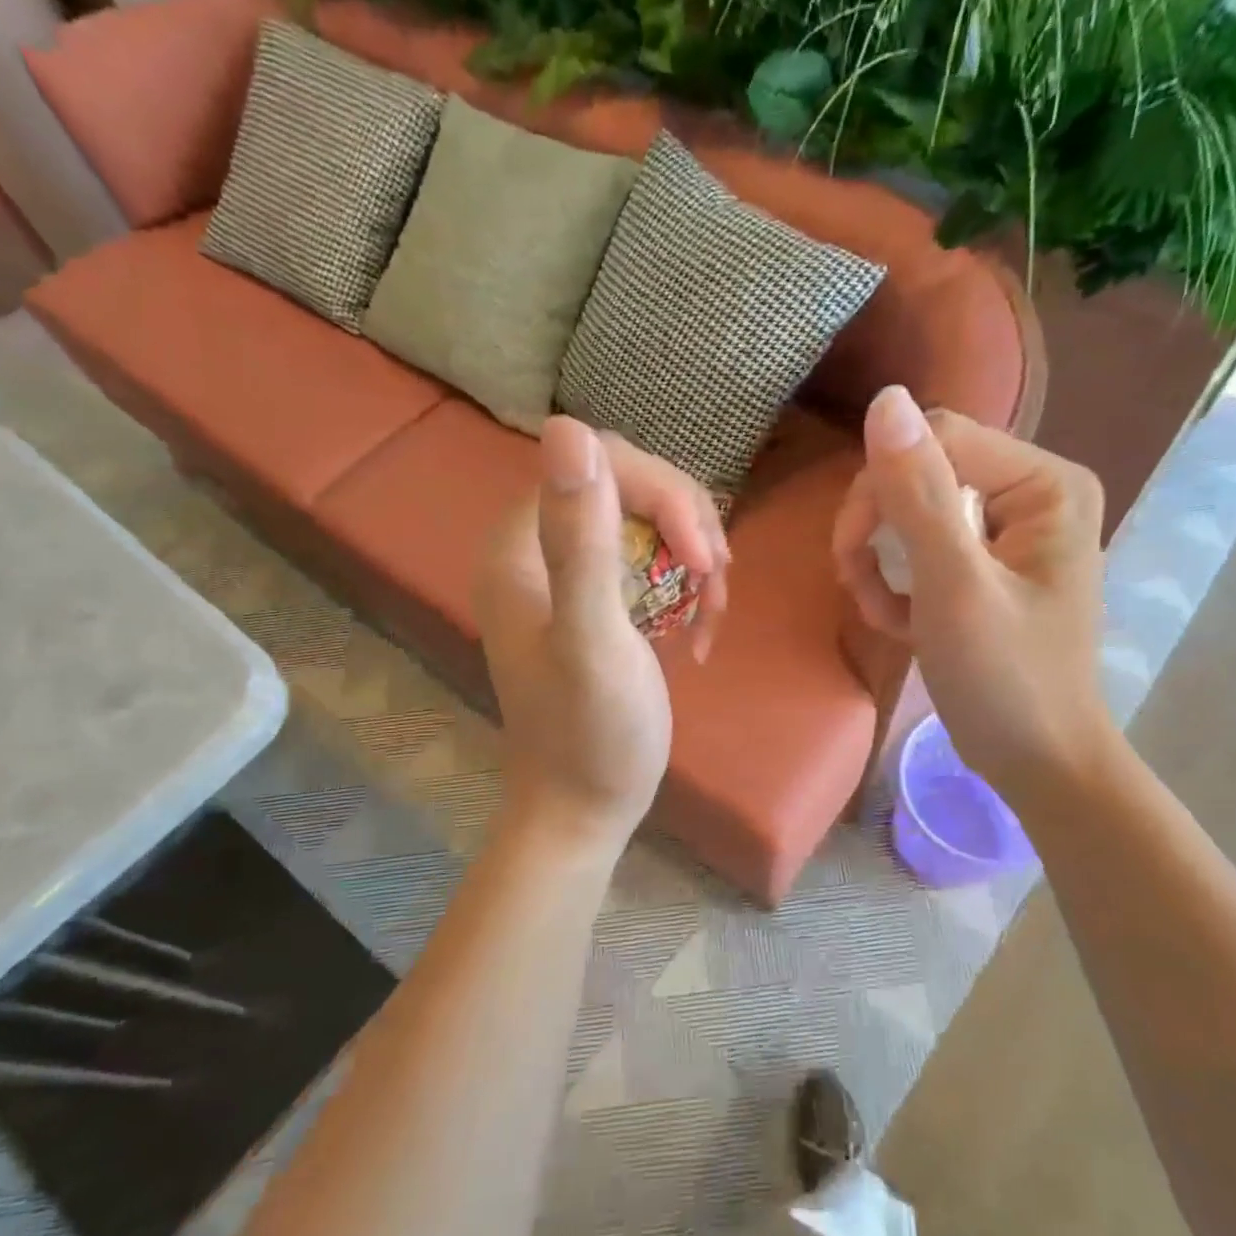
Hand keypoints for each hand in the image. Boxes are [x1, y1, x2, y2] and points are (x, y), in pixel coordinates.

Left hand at [474, 417, 671, 849]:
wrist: (586, 809)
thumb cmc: (592, 736)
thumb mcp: (592, 641)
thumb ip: (581, 540)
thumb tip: (566, 426)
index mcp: (519, 546)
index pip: (598, 463)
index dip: (662, 493)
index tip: (703, 555)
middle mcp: (536, 549)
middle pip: (627, 485)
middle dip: (685, 524)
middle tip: (715, 580)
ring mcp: (567, 576)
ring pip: (647, 520)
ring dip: (694, 555)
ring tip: (713, 611)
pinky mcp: (597, 603)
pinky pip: (651, 560)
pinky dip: (687, 585)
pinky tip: (699, 629)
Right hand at [831, 386, 1114, 801]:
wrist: (1040, 765)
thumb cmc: (1005, 681)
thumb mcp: (955, 588)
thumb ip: (920, 495)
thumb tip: (885, 399)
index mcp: (1045, 483)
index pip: (937, 441)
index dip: (879, 490)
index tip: (850, 555)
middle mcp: (1033, 493)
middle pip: (922, 474)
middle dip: (879, 533)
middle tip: (858, 587)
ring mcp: (1010, 533)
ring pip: (913, 514)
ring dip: (881, 565)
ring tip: (881, 614)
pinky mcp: (987, 568)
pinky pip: (923, 550)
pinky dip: (900, 586)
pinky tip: (900, 625)